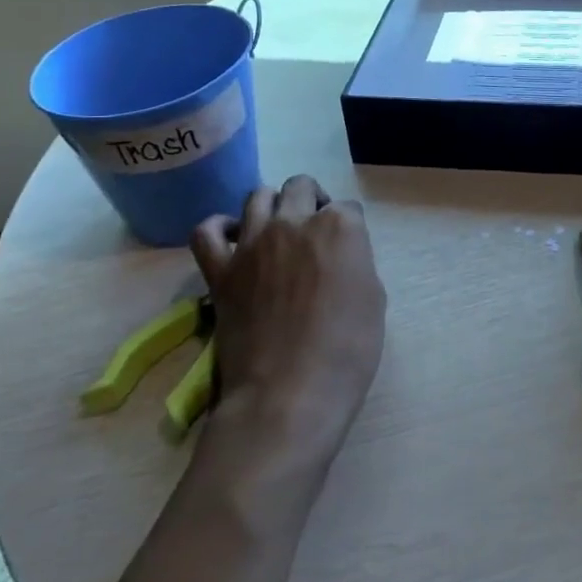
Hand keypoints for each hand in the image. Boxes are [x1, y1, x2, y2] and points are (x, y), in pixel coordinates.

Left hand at [191, 176, 386, 459]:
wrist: (289, 394)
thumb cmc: (346, 351)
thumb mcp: (373, 300)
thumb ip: (356, 265)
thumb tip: (340, 261)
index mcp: (340, 227)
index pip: (348, 208)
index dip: (350, 229)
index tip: (349, 252)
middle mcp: (294, 222)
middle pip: (301, 187)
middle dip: (311, 200)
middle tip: (314, 232)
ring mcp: (253, 243)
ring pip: (258, 196)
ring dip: (272, 206)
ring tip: (276, 230)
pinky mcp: (220, 270)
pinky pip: (208, 231)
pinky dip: (220, 228)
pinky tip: (233, 239)